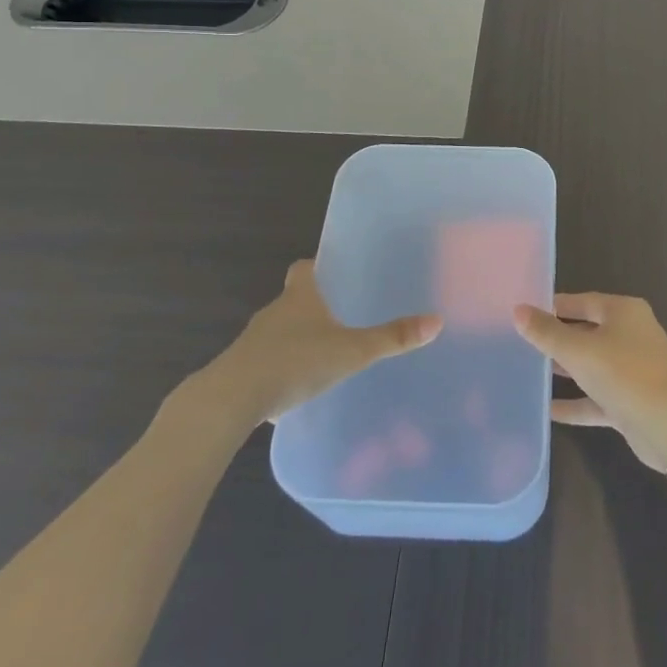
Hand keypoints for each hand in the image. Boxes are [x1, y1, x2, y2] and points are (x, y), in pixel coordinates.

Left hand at [181, 261, 441, 425]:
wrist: (230, 400)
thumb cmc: (293, 362)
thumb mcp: (351, 351)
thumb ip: (391, 338)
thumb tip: (436, 321)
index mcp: (300, 297)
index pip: (304, 268)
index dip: (317, 267)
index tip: (333, 273)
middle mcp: (274, 312)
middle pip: (294, 299)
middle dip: (314, 306)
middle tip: (342, 317)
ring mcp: (253, 342)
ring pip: (280, 332)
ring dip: (297, 339)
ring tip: (324, 355)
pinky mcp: (240, 371)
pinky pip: (266, 362)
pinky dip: (281, 369)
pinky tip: (297, 389)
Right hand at [513, 293, 666, 471]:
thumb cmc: (624, 373)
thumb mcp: (579, 350)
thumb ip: (547, 332)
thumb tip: (518, 310)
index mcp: (623, 312)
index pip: (582, 301)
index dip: (554, 306)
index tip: (525, 312)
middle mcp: (631, 335)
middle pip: (587, 331)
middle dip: (557, 338)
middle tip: (522, 342)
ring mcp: (633, 369)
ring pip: (592, 365)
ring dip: (566, 369)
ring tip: (530, 371)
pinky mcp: (631, 401)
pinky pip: (596, 397)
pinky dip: (575, 402)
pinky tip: (547, 410)